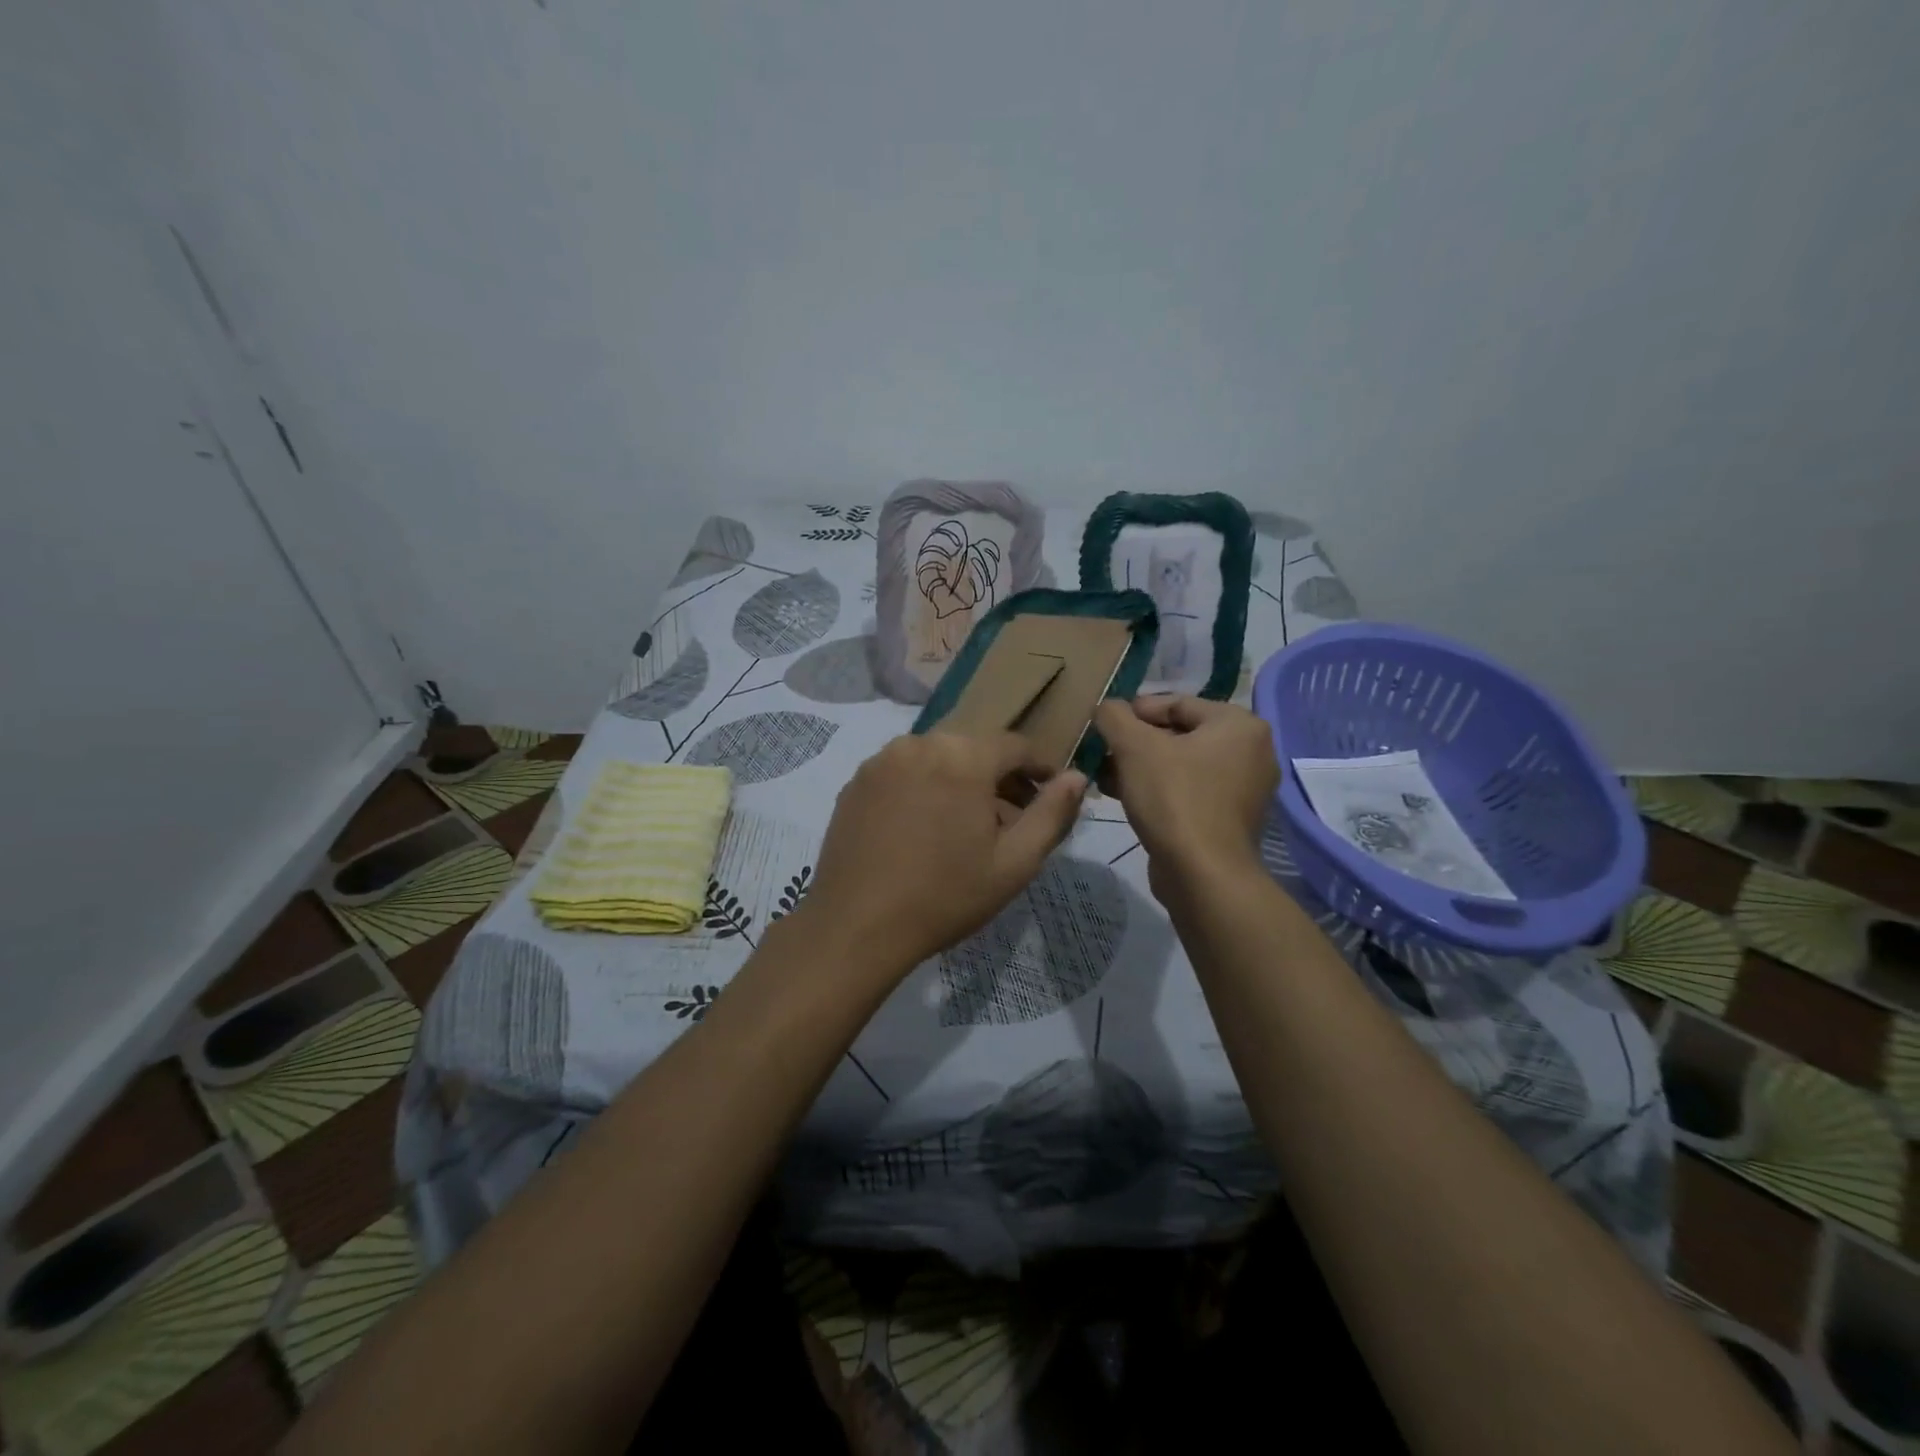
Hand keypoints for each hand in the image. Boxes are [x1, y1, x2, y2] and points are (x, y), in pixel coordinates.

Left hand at [793, 731, 1087, 976]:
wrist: (857, 926)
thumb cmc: (945, 895)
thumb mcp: (1014, 862)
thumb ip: (1052, 813)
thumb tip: (1077, 776)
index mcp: (963, 755)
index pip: (1016, 746)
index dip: (1040, 767)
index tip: (1052, 793)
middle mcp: (920, 743)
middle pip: (974, 749)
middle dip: (999, 778)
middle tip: (1012, 820)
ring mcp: (881, 760)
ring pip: (937, 760)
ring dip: (961, 782)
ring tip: (967, 828)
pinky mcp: (856, 782)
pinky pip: (904, 773)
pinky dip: (924, 789)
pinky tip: (924, 830)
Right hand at [1093, 695, 1278, 896]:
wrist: (1202, 874)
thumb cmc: (1173, 797)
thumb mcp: (1134, 747)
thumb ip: (1115, 717)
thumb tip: (1107, 707)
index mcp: (1239, 725)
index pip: (1177, 703)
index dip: (1135, 711)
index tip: (1104, 725)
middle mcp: (1251, 752)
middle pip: (1179, 734)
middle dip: (1135, 743)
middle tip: (1101, 752)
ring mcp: (1243, 789)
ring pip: (1181, 765)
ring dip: (1140, 767)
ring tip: (1105, 776)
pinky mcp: (1229, 819)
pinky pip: (1188, 791)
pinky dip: (1158, 790)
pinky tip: (1123, 796)